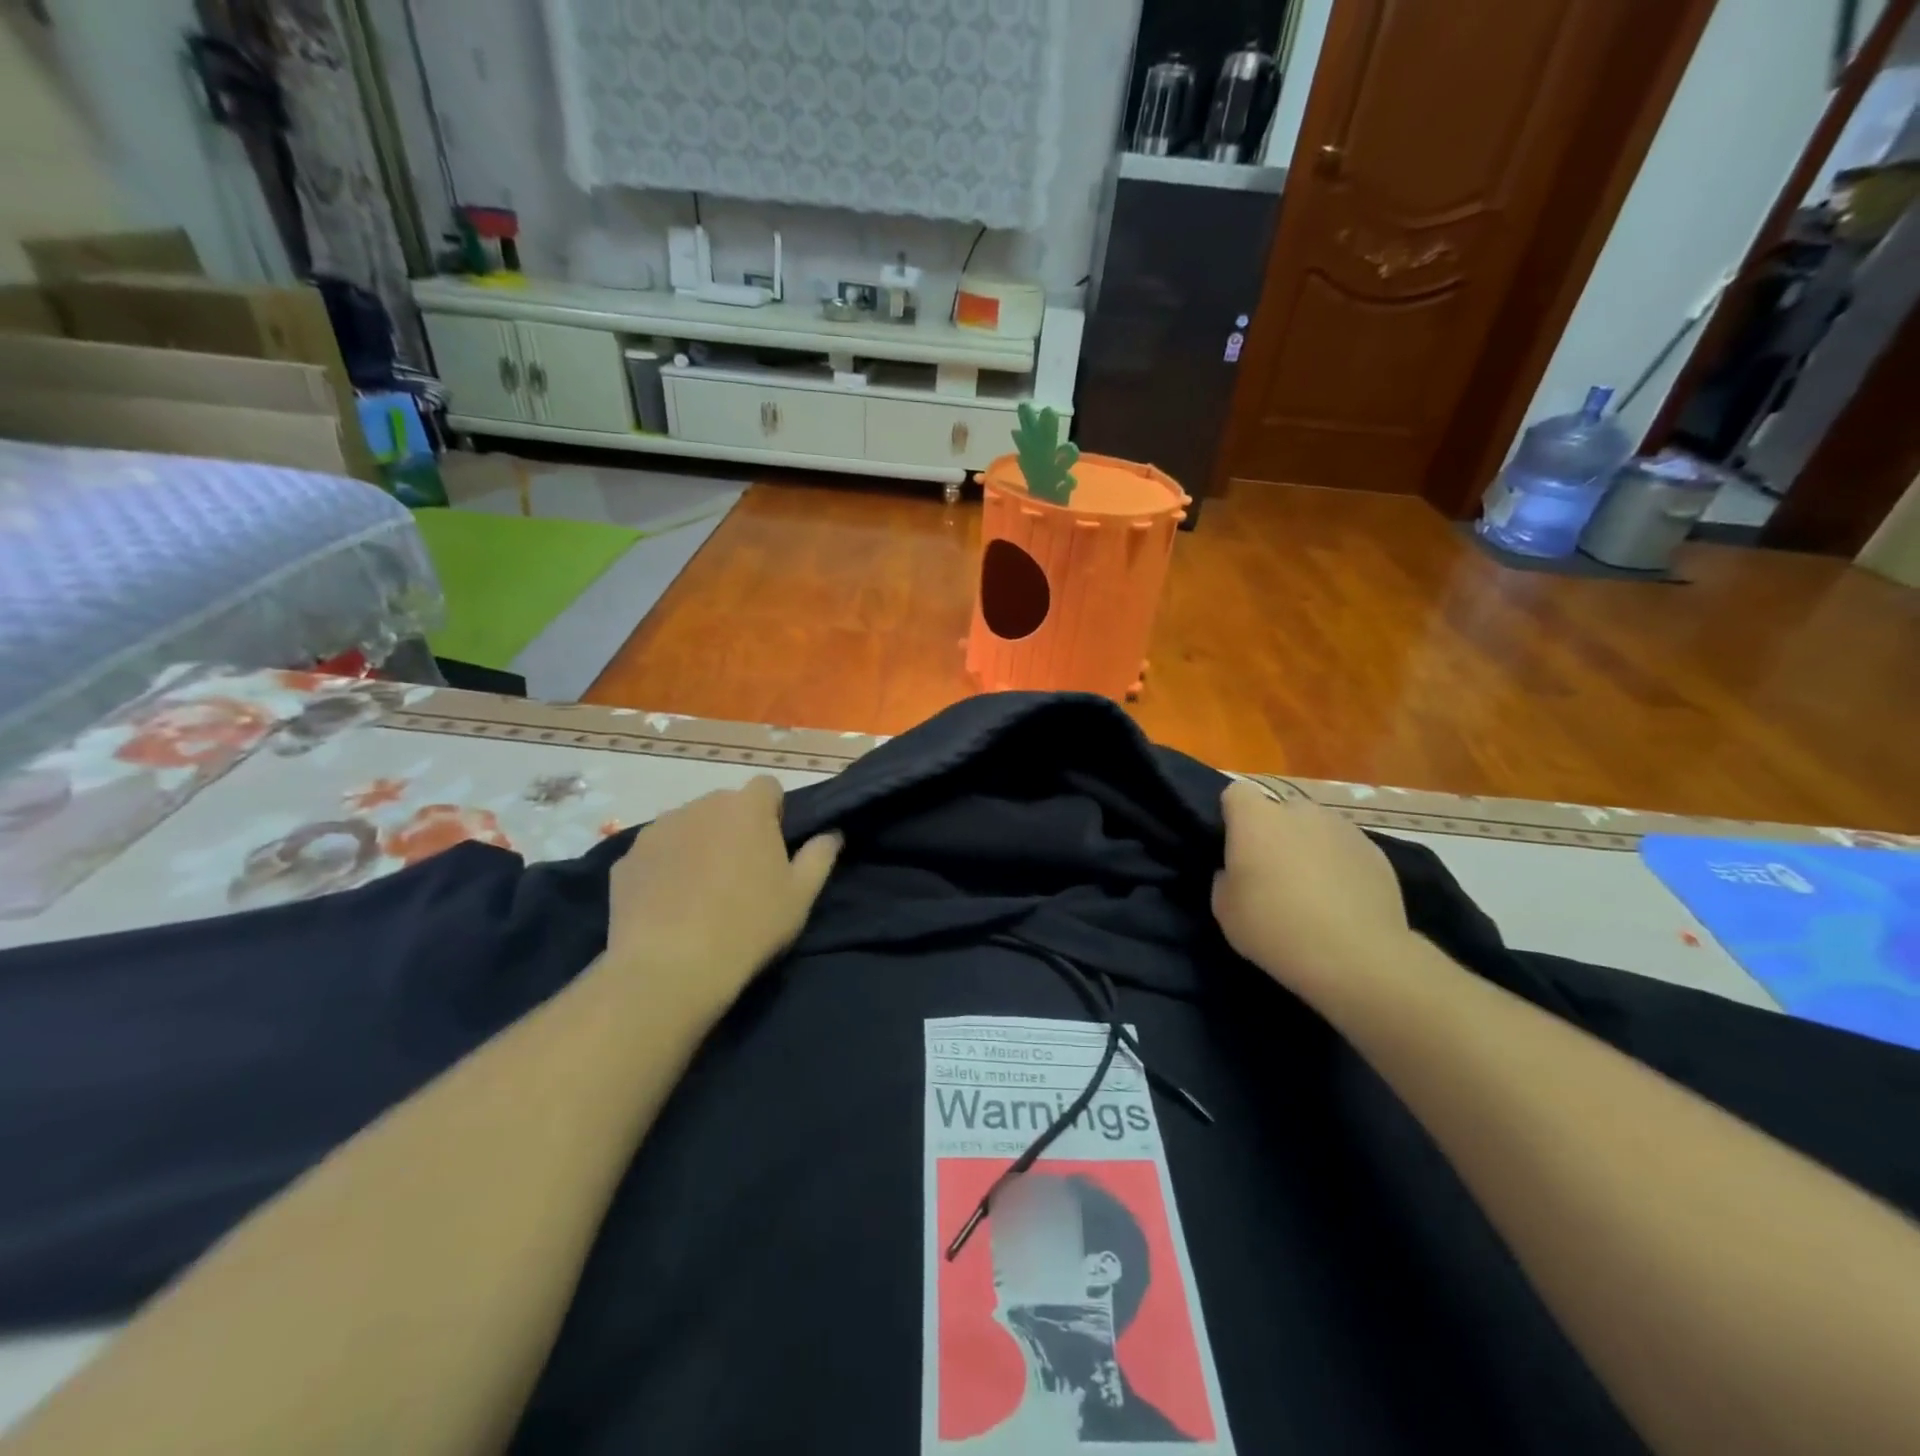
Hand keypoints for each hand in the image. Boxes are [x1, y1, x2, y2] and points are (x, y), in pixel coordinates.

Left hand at [603, 776, 840, 1021]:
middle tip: (741, 874)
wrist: (670, 968)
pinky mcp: (627, 859)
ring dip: (699, 844)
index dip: (774, 813)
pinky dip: (665, 868)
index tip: (774, 847)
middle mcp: (700, 805)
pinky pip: (656, 853)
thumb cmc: (749, 925)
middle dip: (735, 828)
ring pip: (688, 826)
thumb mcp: (800, 896)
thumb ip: (820, 856)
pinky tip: (669, 905)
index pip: (767, 787)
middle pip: (725, 805)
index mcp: (746, 808)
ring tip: (701, 891)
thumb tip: (831, 834)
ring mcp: (657, 830)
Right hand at [1212, 781, 1406, 997]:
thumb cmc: (1274, 927)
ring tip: (1311, 891)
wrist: (1355, 956)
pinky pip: (1345, 851)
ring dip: (1308, 848)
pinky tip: (1341, 903)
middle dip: (1274, 834)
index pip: (1237, 793)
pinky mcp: (1376, 852)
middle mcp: (1300, 811)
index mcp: (1256, 818)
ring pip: (1315, 829)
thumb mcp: (1225, 909)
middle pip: (1279, 811)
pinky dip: (1340, 867)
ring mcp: (1343, 829)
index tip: (1234, 847)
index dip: (1233, 816)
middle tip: (1271, 874)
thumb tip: (1239, 872)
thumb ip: (1226, 878)